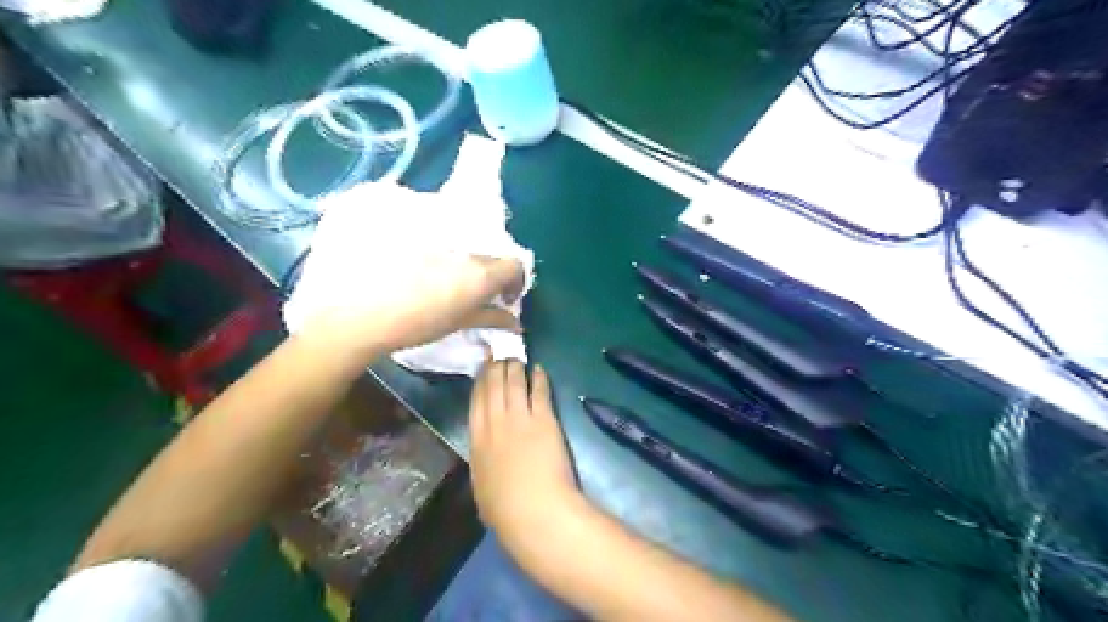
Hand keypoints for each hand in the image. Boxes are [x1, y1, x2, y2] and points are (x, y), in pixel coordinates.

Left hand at [289, 186, 524, 363]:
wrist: (356, 313)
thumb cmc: (412, 325)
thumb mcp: (456, 324)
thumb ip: (490, 317)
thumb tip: (515, 323)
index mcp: (479, 272)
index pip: (515, 265)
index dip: (515, 281)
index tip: (502, 296)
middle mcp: (464, 247)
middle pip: (489, 252)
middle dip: (487, 271)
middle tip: (470, 291)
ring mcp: (438, 234)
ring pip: (462, 242)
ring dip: (461, 259)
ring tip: (439, 279)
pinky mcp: (411, 225)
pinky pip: (436, 232)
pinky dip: (436, 247)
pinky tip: (416, 265)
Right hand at [466, 364, 581, 547]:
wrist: (534, 510)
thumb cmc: (505, 511)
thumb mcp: (482, 488)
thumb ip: (483, 466)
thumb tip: (485, 459)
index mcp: (476, 440)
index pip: (476, 402)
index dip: (479, 382)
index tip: (482, 369)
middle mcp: (495, 423)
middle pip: (493, 386)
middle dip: (495, 368)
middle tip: (500, 355)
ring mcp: (520, 418)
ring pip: (514, 383)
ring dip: (515, 368)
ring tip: (517, 359)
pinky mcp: (544, 419)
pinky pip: (539, 391)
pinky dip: (539, 378)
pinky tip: (539, 369)